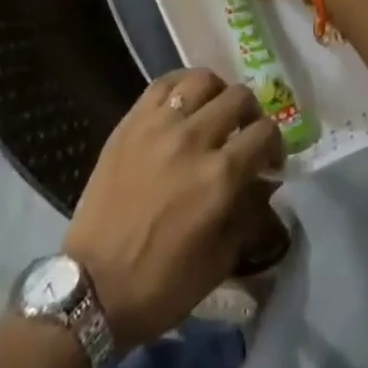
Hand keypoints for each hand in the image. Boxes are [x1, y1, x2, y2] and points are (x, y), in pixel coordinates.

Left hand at [61, 69, 282, 353]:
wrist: (92, 287)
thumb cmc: (160, 284)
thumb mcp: (220, 262)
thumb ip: (249, 214)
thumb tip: (264, 183)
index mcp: (220, 177)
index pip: (264, 133)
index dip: (275, 145)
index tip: (269, 162)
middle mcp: (194, 139)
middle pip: (239, 97)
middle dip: (251, 115)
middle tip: (244, 135)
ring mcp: (159, 125)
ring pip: (204, 79)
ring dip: (219, 94)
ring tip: (214, 113)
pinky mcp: (132, 121)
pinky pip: (164, 82)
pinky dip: (183, 85)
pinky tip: (185, 102)